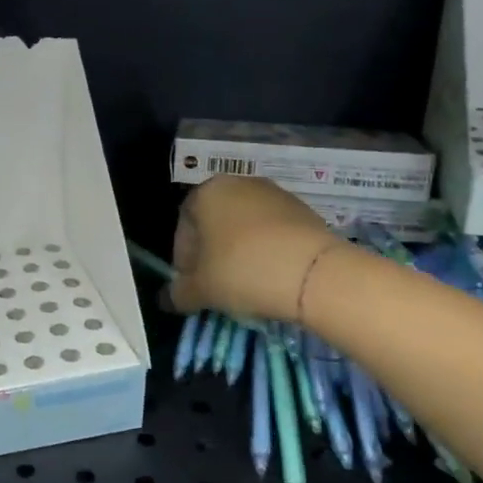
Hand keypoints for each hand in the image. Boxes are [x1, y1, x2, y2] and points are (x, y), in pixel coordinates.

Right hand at [170, 175, 336, 324]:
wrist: (313, 272)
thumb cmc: (242, 270)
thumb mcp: (201, 289)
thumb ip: (179, 293)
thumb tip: (169, 299)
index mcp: (207, 192)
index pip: (184, 225)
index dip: (183, 258)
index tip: (190, 283)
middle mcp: (239, 184)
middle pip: (215, 222)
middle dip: (211, 253)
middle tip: (215, 284)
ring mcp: (276, 194)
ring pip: (246, 227)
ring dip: (240, 251)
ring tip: (246, 283)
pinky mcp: (304, 210)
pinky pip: (274, 232)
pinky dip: (267, 251)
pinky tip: (272, 276)